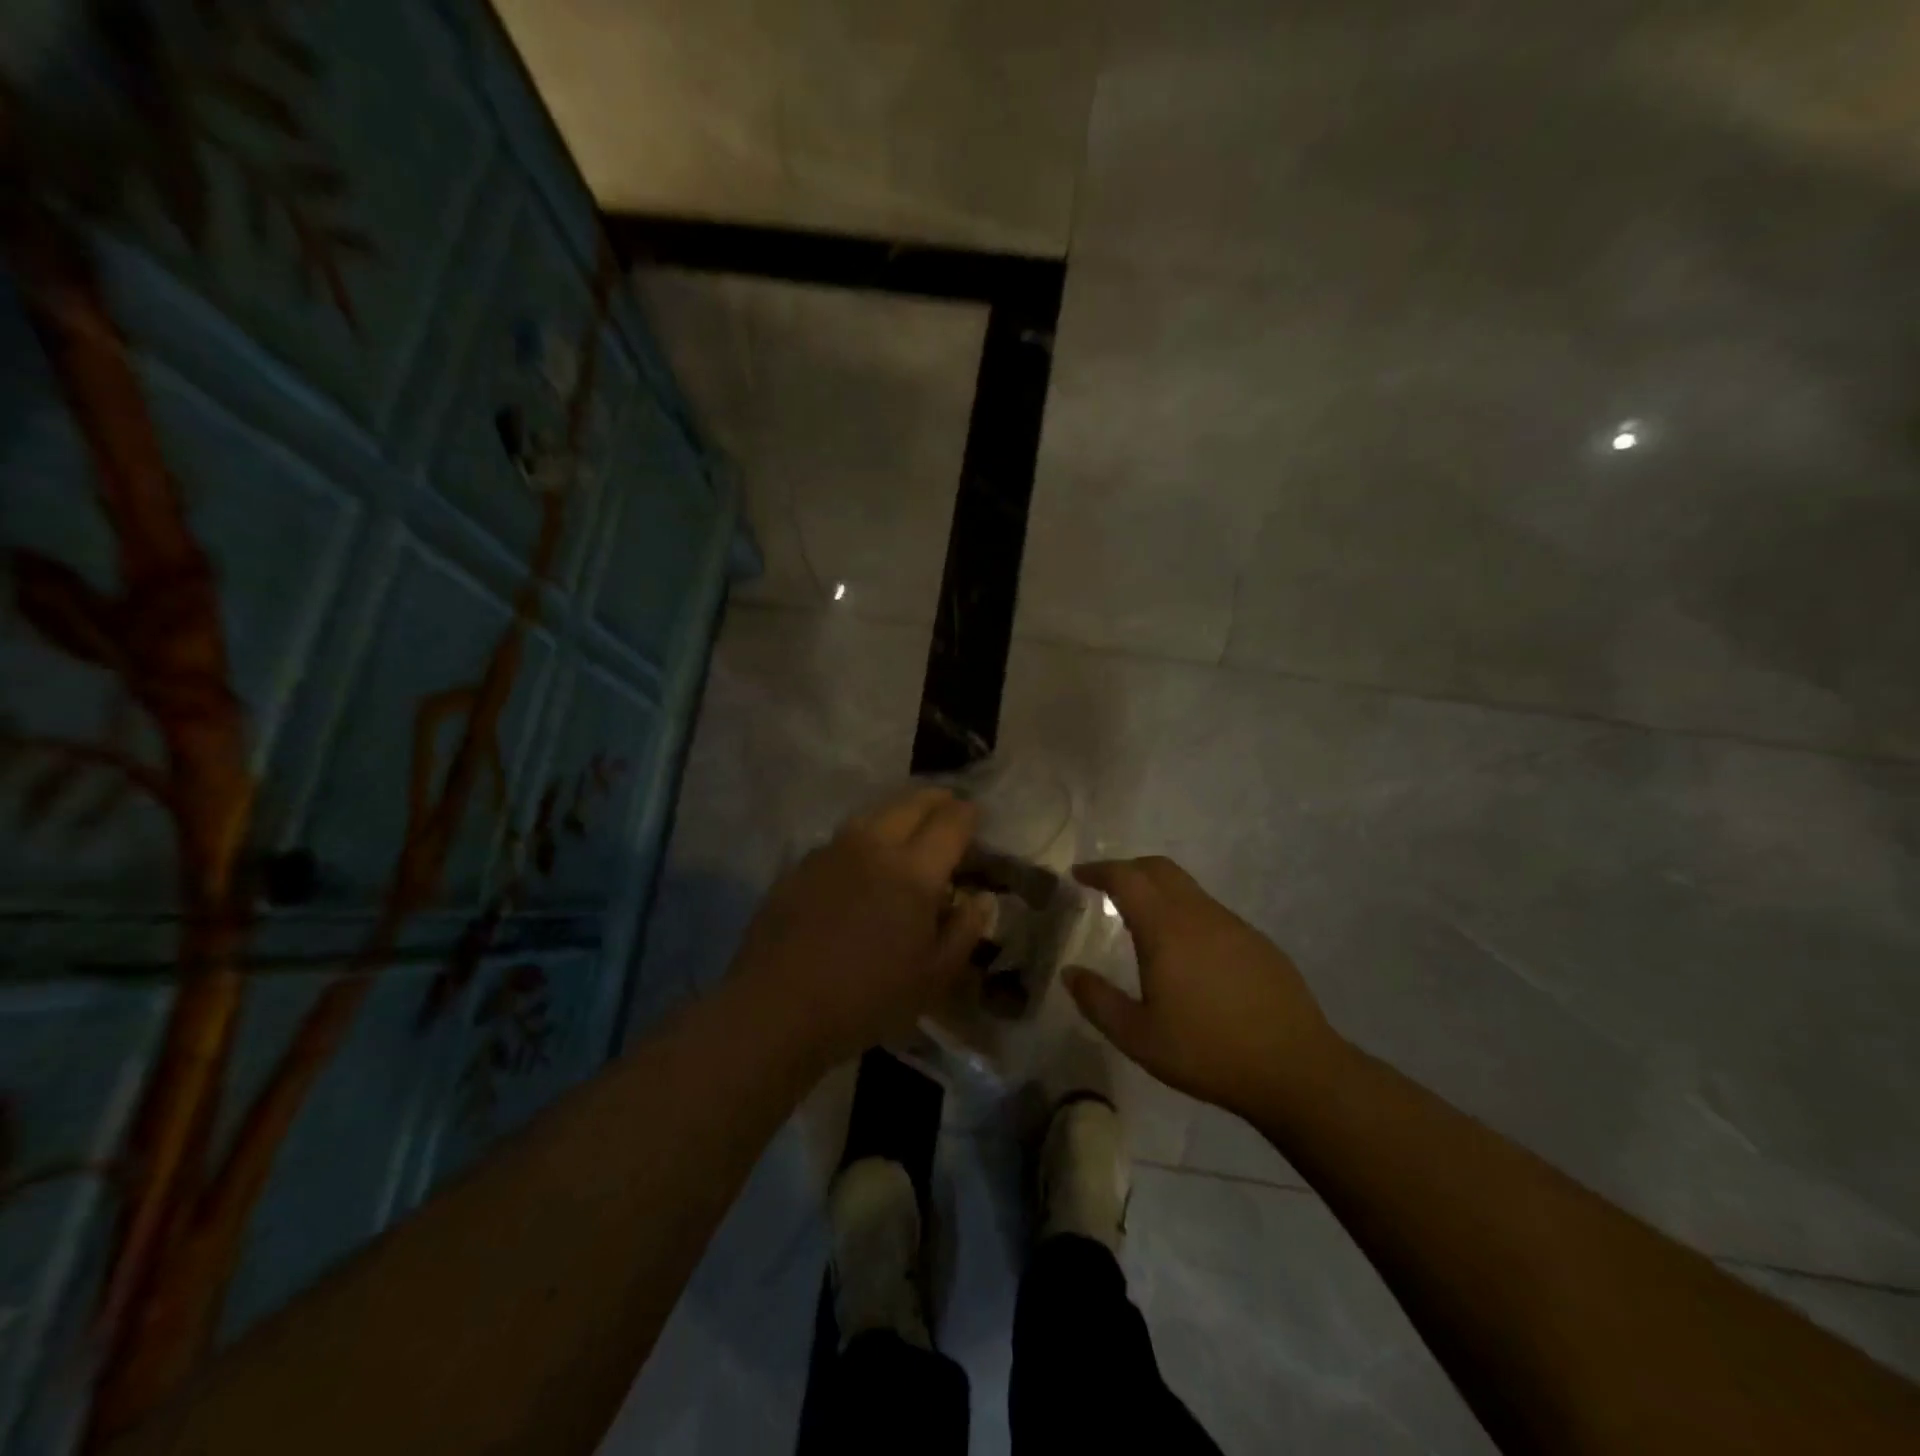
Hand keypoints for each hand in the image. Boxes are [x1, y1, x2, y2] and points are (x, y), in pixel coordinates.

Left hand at [730, 787, 987, 1067]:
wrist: (777, 1006)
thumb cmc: (866, 998)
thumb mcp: (933, 978)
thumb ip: (964, 931)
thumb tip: (981, 898)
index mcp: (914, 872)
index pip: (951, 822)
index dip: (968, 814)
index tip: (976, 815)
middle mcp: (874, 846)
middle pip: (912, 803)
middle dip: (936, 799)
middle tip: (949, 806)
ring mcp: (833, 850)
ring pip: (875, 812)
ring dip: (900, 810)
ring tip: (911, 822)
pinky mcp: (803, 863)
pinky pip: (845, 834)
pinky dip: (867, 832)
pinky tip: (865, 855)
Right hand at [1068, 857, 1346, 1118]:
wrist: (1296, 1068)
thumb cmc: (1208, 1051)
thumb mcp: (1139, 1037)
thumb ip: (1098, 1001)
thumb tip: (1070, 972)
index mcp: (1166, 929)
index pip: (1126, 878)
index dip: (1099, 870)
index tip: (1079, 874)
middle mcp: (1199, 914)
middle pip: (1159, 869)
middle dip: (1128, 869)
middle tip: (1106, 886)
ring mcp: (1233, 924)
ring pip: (1188, 889)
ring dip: (1158, 890)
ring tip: (1142, 919)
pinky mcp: (1256, 941)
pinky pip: (1210, 911)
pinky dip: (1185, 912)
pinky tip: (1186, 951)